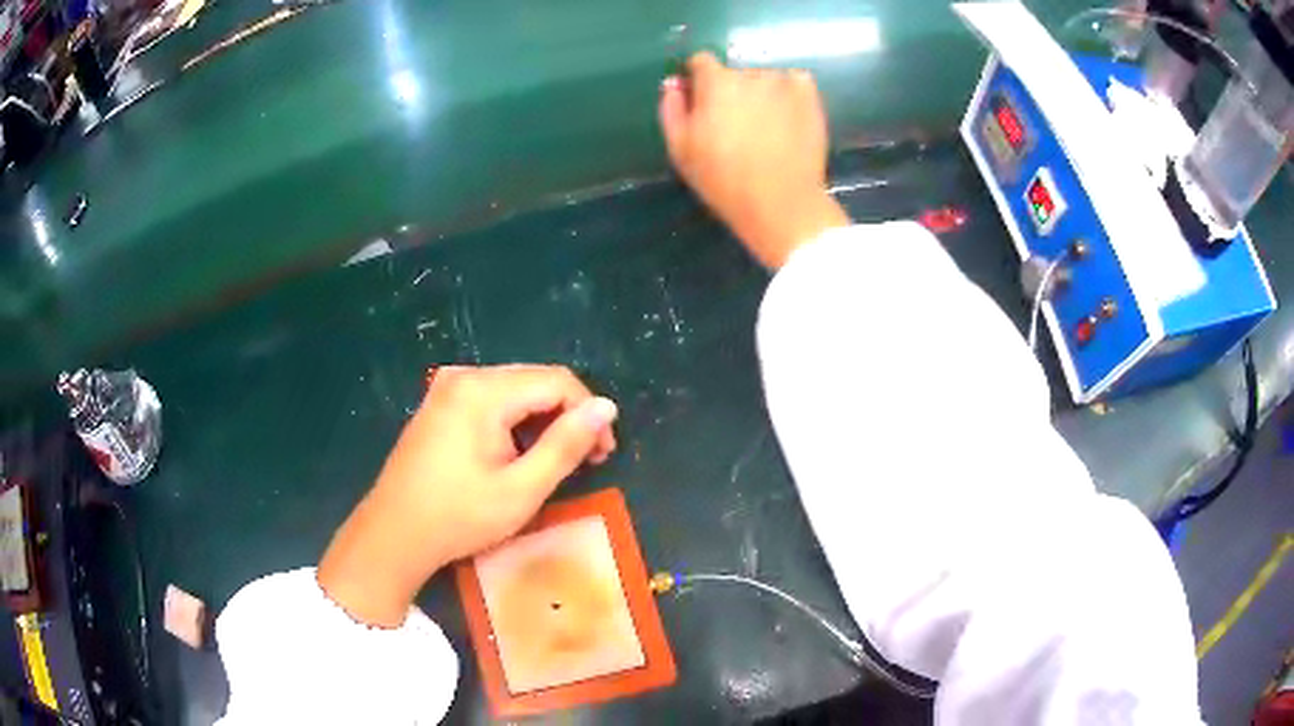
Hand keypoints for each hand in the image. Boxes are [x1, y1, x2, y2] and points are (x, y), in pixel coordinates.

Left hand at [317, 365, 617, 626]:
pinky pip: (491, 399)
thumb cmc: (459, 516)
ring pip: (515, 389)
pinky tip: (516, 454)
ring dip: (542, 419)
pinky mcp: (439, 403)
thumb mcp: (522, 489)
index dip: (589, 413)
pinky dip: (514, 421)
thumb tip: (607, 407)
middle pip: (535, 381)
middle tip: (585, 460)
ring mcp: (447, 387)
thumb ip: (566, 444)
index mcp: (484, 391)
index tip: (603, 454)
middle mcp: (465, 376)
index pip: (558, 381)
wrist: (393, 533)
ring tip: (552, 462)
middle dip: (567, 415)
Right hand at [659, 52, 850, 268]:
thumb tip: (674, 84)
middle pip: (735, 73)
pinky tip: (787, 118)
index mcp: (715, 82)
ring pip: (765, 79)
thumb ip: (671, 109)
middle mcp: (750, 73)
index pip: (701, 62)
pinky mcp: (810, 96)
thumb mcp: (680, 149)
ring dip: (761, 93)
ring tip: (765, 126)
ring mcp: (784, 82)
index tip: (702, 103)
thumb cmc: (723, 179)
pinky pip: (795, 83)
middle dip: (732, 91)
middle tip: (736, 124)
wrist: (780, 201)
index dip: (699, 80)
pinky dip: (789, 94)